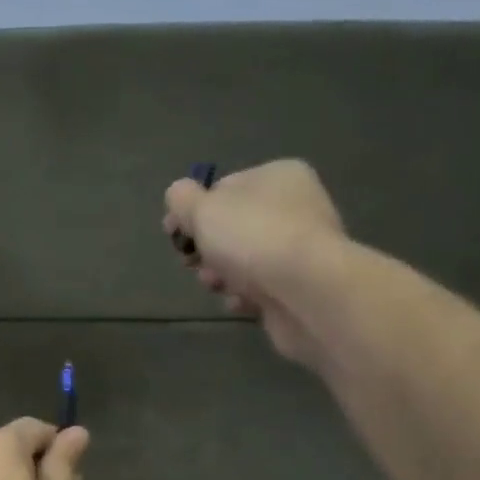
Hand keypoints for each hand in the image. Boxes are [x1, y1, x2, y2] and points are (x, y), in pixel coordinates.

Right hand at [164, 160, 347, 368]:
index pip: (224, 188)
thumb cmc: (253, 238)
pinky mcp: (301, 287)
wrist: (306, 292)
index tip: (172, 234)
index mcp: (278, 176)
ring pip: (243, 261)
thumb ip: (182, 199)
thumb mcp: (203, 208)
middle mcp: (295, 207)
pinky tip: (241, 302)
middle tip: (192, 263)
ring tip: (217, 284)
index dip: (193, 211)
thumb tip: (178, 197)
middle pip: (232, 228)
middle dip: (206, 249)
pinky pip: (261, 289)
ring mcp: (300, 250)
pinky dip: (245, 297)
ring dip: (221, 275)